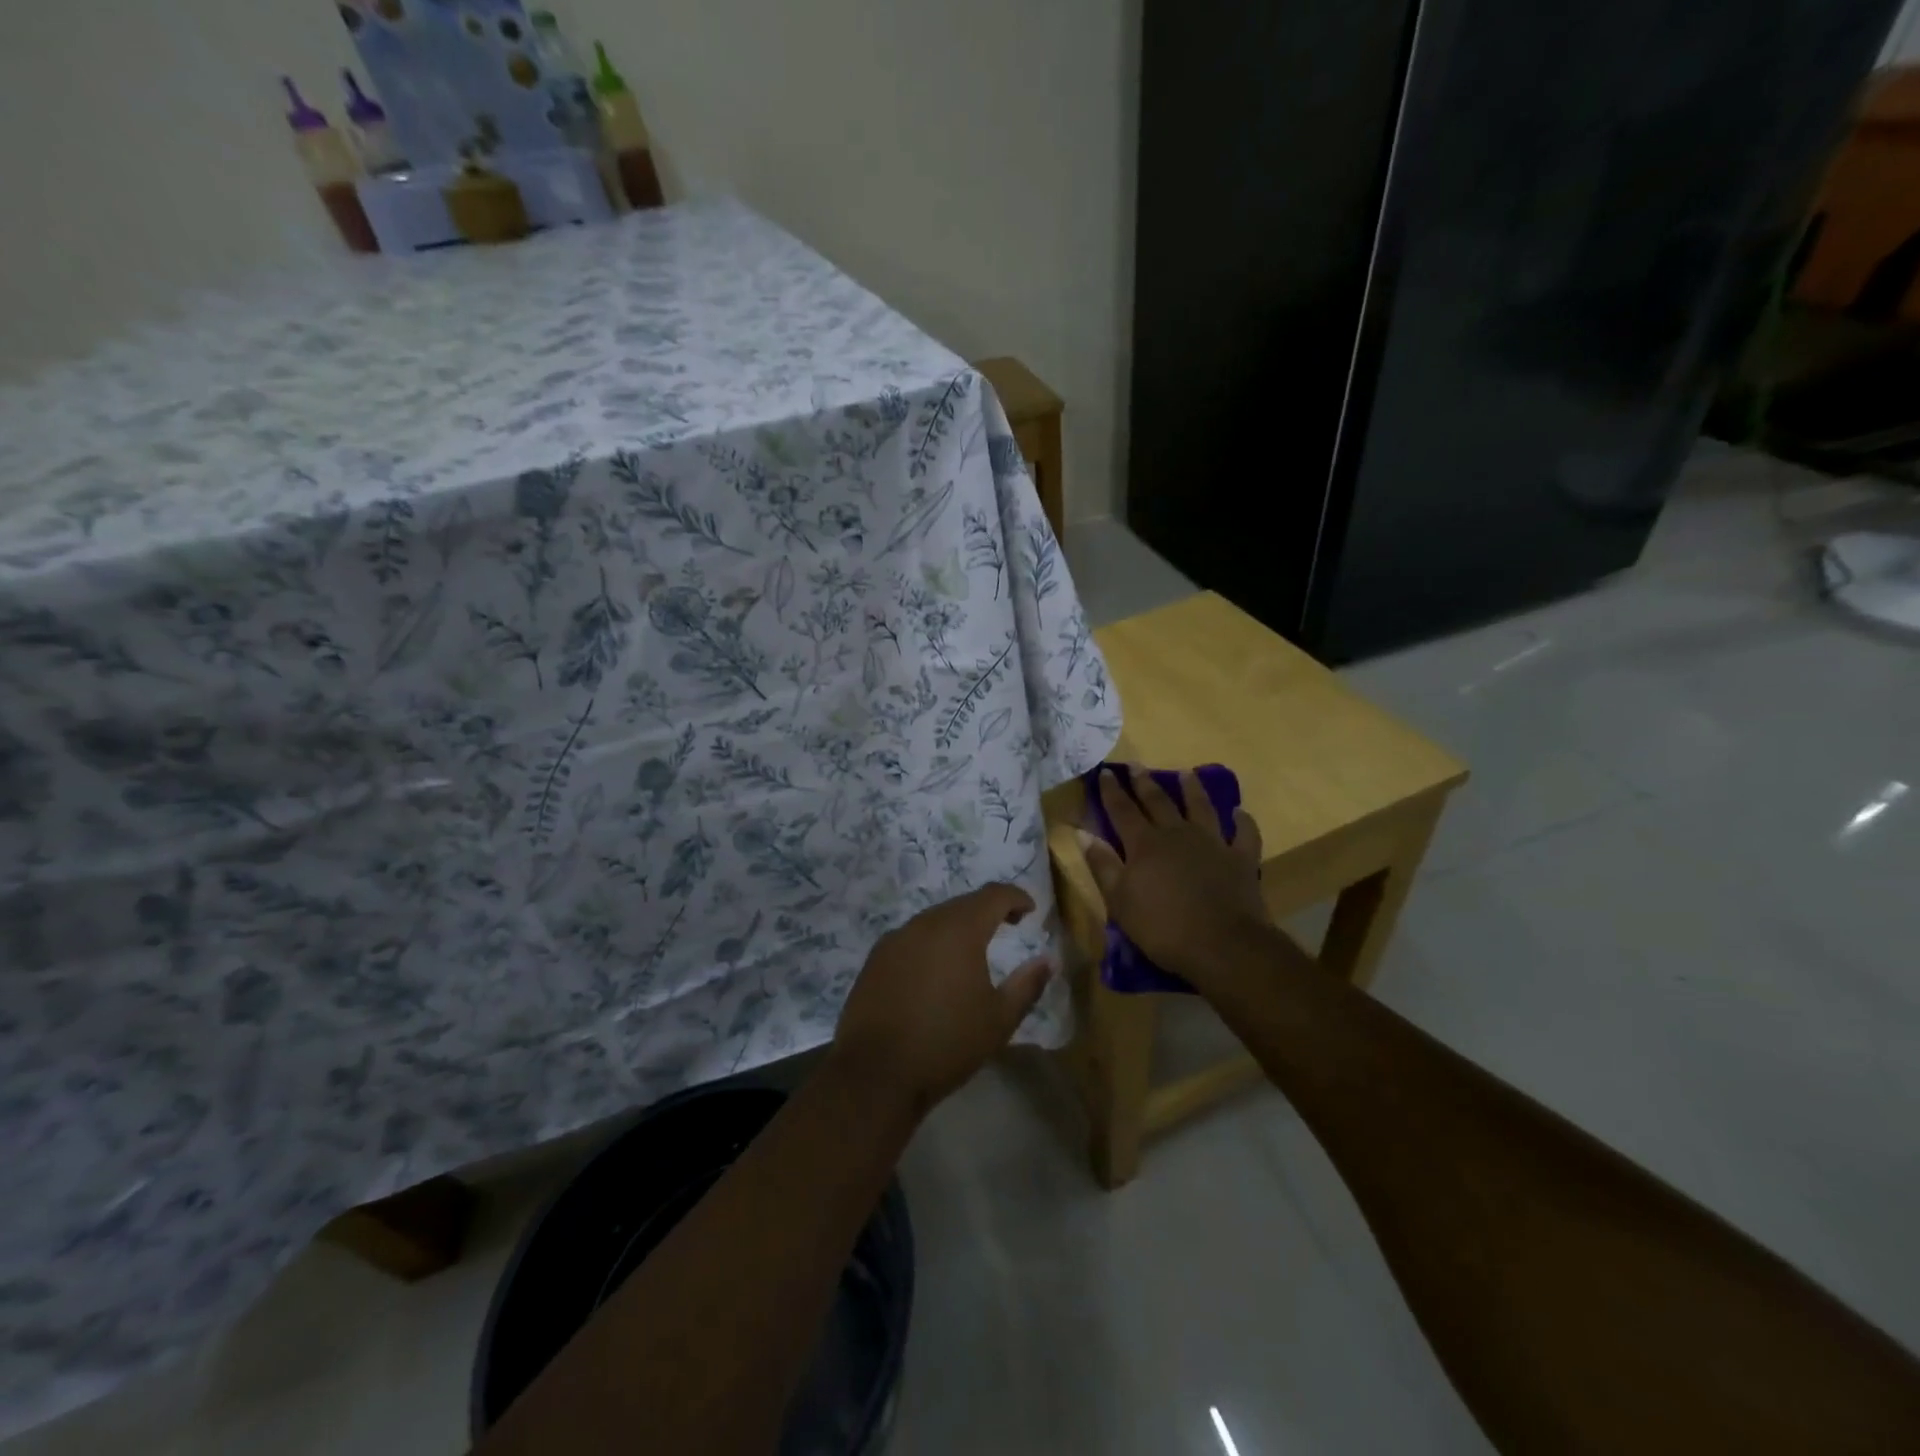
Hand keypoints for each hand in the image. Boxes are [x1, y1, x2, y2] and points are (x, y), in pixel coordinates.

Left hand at [831, 884, 1053, 1116]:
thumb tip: (1048, 960)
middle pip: (963, 904)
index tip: (1030, 910)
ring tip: (973, 950)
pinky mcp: (875, 958)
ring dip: (958, 925)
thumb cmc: (946, 1043)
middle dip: (988, 910)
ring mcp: (895, 939)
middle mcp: (925, 923)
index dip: (1016, 897)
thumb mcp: (999, 1019)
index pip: (993, 895)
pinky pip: (912, 937)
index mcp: (959, 930)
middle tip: (1008, 925)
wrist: (875, 1073)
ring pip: (935, 919)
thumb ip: (1027, 985)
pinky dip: (932, 942)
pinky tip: (935, 969)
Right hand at [1079, 765, 1272, 990]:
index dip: (1111, 790)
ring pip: (1201, 808)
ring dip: (1193, 790)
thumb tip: (1081, 832)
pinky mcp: (1241, 859)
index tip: (1105, 771)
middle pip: (1158, 802)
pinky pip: (1244, 834)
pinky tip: (1240, 813)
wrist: (1223, 945)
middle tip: (1136, 765)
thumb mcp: (1119, 901)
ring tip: (1187, 774)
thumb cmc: (1162, 927)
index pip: (1122, 810)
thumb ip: (1102, 864)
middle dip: (1144, 783)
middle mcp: (1177, 834)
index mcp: (1144, 844)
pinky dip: (1242, 822)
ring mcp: (1212, 843)